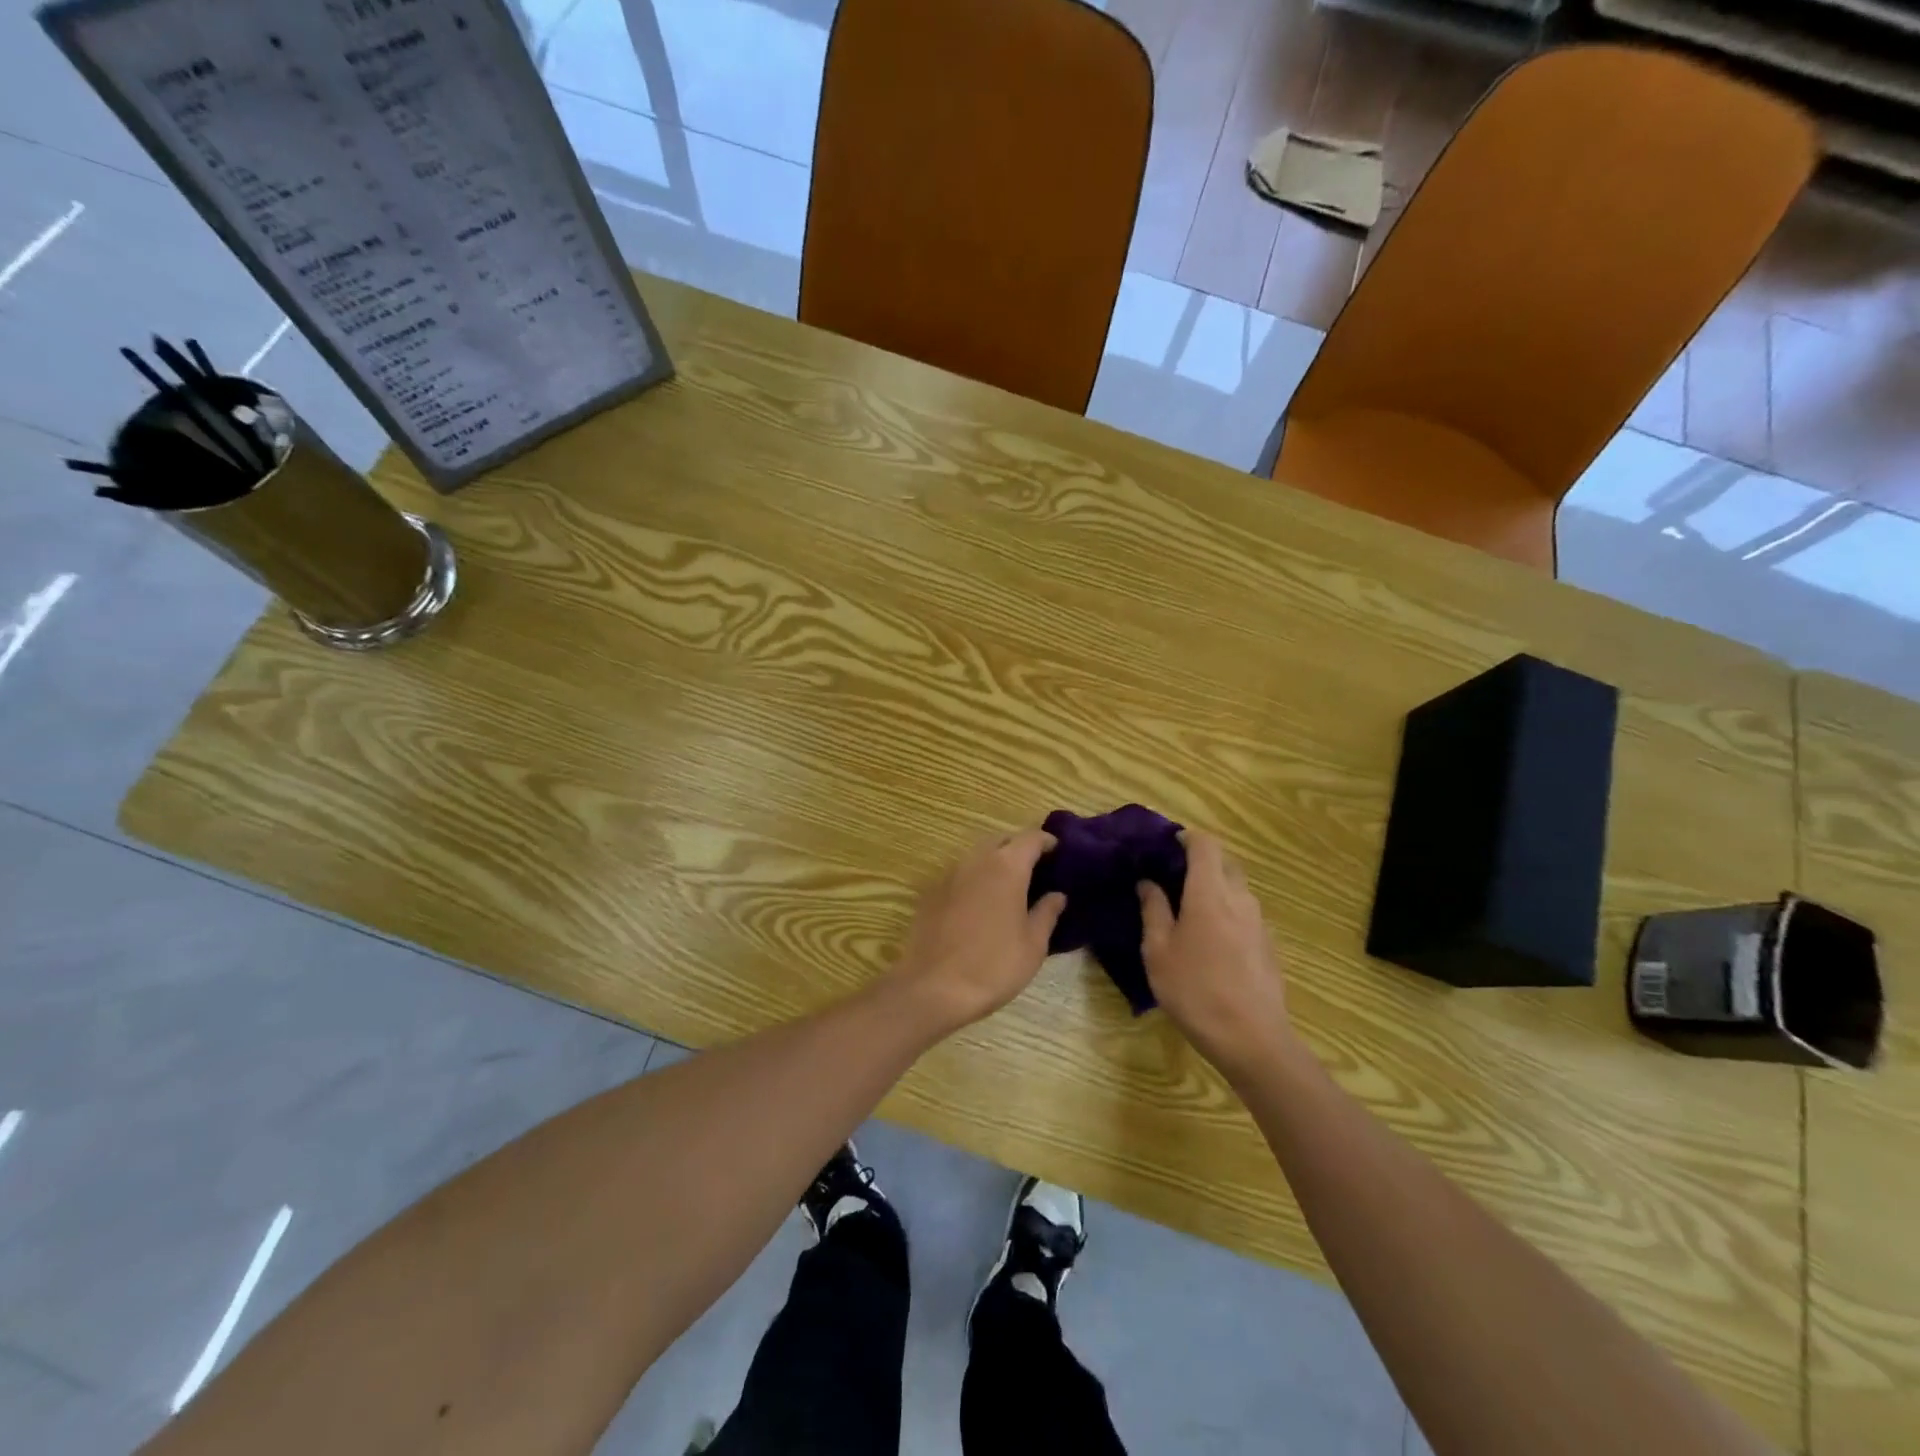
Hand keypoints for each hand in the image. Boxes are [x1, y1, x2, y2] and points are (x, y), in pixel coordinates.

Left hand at [888, 828, 1066, 1034]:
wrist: (932, 988)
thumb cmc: (993, 966)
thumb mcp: (1033, 945)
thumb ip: (1047, 913)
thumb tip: (1057, 895)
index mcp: (1006, 867)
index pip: (1031, 838)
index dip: (1047, 841)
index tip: (1059, 851)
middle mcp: (976, 860)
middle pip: (1002, 840)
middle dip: (1019, 848)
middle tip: (1036, 870)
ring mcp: (949, 874)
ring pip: (978, 855)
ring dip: (995, 862)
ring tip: (1009, 887)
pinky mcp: (931, 892)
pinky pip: (959, 875)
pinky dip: (975, 879)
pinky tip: (980, 904)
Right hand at [1139, 831, 1292, 1080]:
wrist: (1253, 1040)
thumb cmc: (1195, 991)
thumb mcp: (1158, 952)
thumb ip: (1153, 910)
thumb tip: (1148, 883)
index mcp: (1210, 893)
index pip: (1206, 845)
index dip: (1187, 838)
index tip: (1167, 845)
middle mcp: (1240, 899)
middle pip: (1225, 863)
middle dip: (1201, 861)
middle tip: (1173, 878)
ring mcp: (1260, 922)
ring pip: (1238, 888)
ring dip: (1215, 887)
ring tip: (1189, 910)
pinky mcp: (1269, 945)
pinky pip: (1245, 913)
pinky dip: (1228, 911)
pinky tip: (1211, 940)